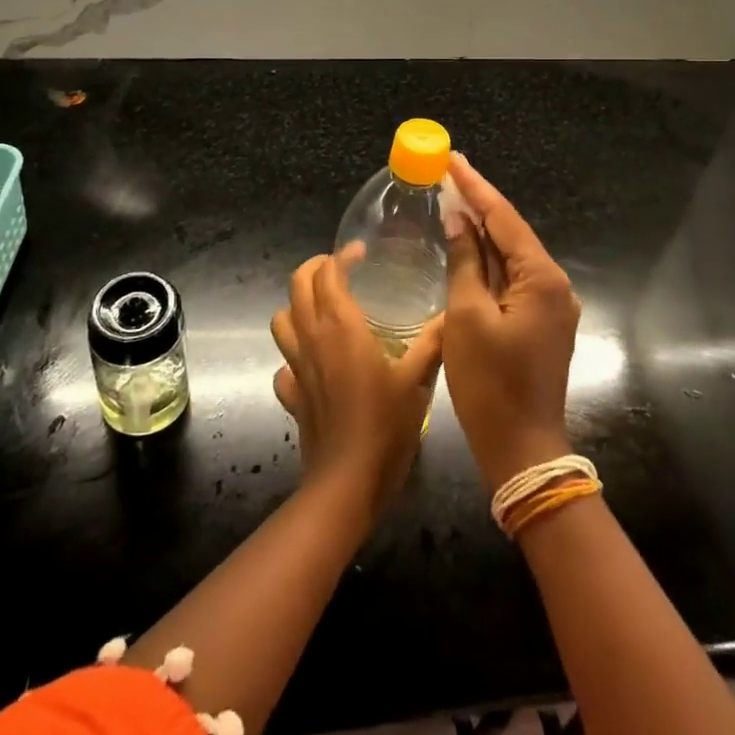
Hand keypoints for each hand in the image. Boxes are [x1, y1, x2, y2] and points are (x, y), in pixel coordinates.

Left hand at [271, 246, 443, 514]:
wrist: (347, 482)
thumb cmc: (384, 425)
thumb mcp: (417, 380)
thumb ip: (433, 343)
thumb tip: (452, 314)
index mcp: (341, 326)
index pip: (329, 273)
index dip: (342, 256)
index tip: (361, 252)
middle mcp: (312, 337)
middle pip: (297, 285)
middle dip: (314, 268)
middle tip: (339, 268)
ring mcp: (296, 366)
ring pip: (282, 320)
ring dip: (297, 306)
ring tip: (322, 308)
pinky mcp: (291, 394)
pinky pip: (283, 365)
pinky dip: (293, 356)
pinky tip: (313, 365)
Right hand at [443, 153, 581, 491]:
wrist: (521, 450)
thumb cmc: (490, 383)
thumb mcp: (467, 316)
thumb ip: (465, 262)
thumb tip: (459, 221)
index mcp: (541, 278)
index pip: (504, 218)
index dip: (475, 186)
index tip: (453, 158)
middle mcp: (554, 285)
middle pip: (511, 233)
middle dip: (479, 204)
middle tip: (448, 173)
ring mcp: (550, 305)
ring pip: (510, 257)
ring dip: (482, 232)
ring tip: (452, 200)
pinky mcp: (540, 322)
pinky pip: (511, 280)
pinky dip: (487, 262)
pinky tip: (466, 246)